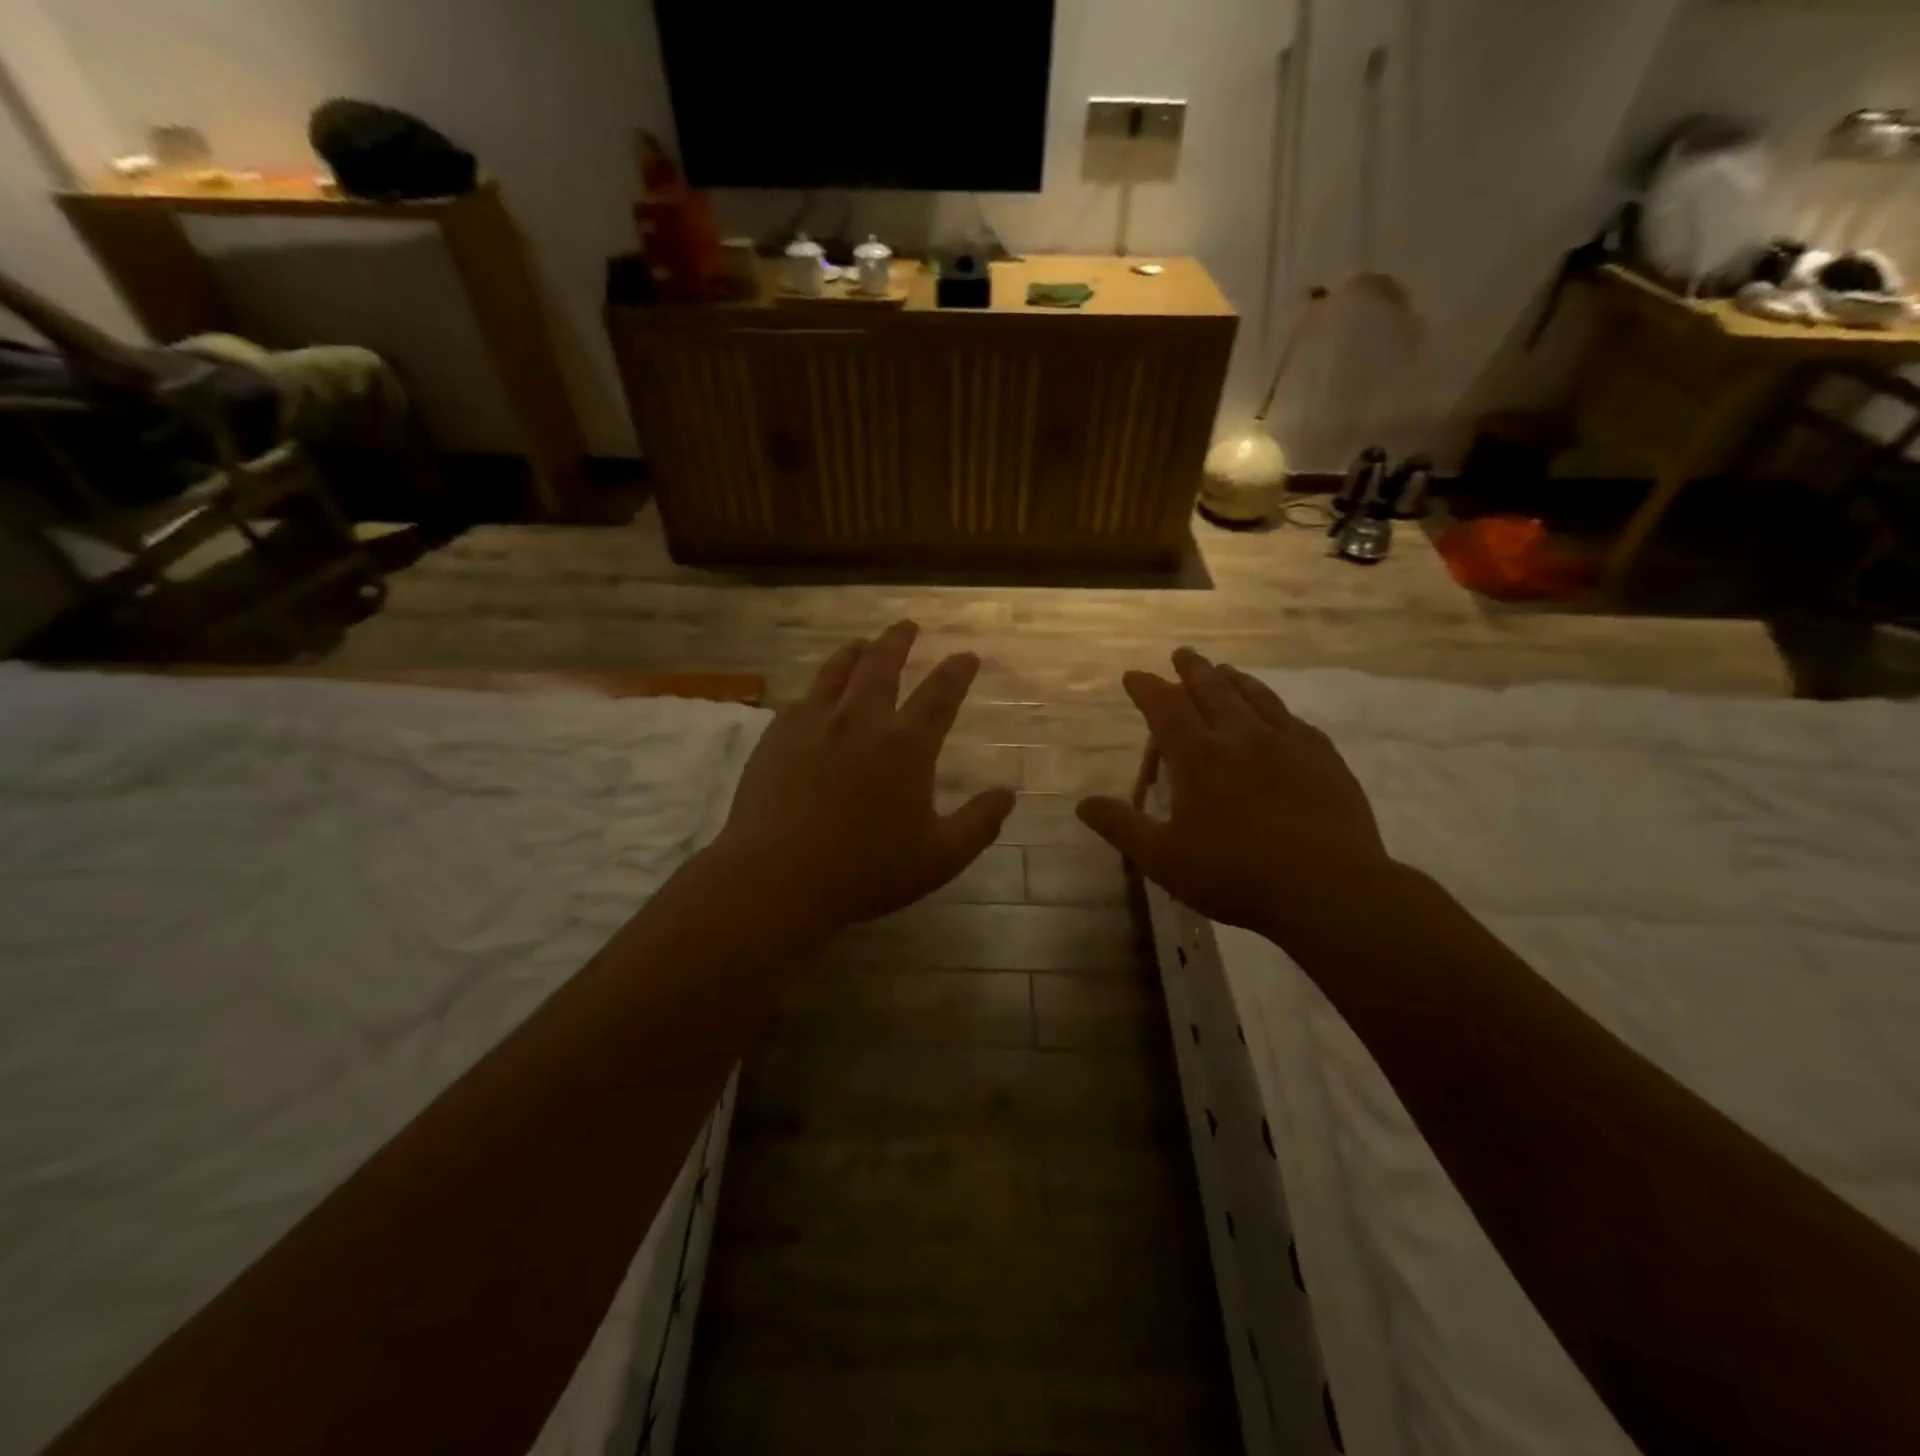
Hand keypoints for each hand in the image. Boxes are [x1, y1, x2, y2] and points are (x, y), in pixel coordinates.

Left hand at [710, 621, 1014, 938]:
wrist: (777, 878)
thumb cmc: (866, 871)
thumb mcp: (939, 857)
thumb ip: (979, 823)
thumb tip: (1008, 795)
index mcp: (905, 745)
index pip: (940, 694)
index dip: (957, 671)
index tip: (967, 656)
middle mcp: (861, 720)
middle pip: (883, 664)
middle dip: (899, 640)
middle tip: (908, 626)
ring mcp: (814, 723)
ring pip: (837, 671)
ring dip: (856, 652)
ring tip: (862, 644)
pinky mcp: (777, 736)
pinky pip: (804, 698)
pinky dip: (820, 687)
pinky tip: (818, 694)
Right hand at [1077, 648, 1394, 939]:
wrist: (1330, 890)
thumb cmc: (1236, 876)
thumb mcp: (1163, 860)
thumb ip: (1122, 827)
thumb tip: (1083, 803)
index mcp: (1198, 756)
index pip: (1165, 707)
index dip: (1146, 688)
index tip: (1134, 676)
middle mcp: (1240, 736)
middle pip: (1211, 688)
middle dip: (1191, 669)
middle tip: (1182, 654)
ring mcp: (1287, 743)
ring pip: (1254, 695)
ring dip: (1233, 678)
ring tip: (1223, 669)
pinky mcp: (1323, 757)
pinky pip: (1292, 718)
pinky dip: (1273, 707)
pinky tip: (1276, 714)